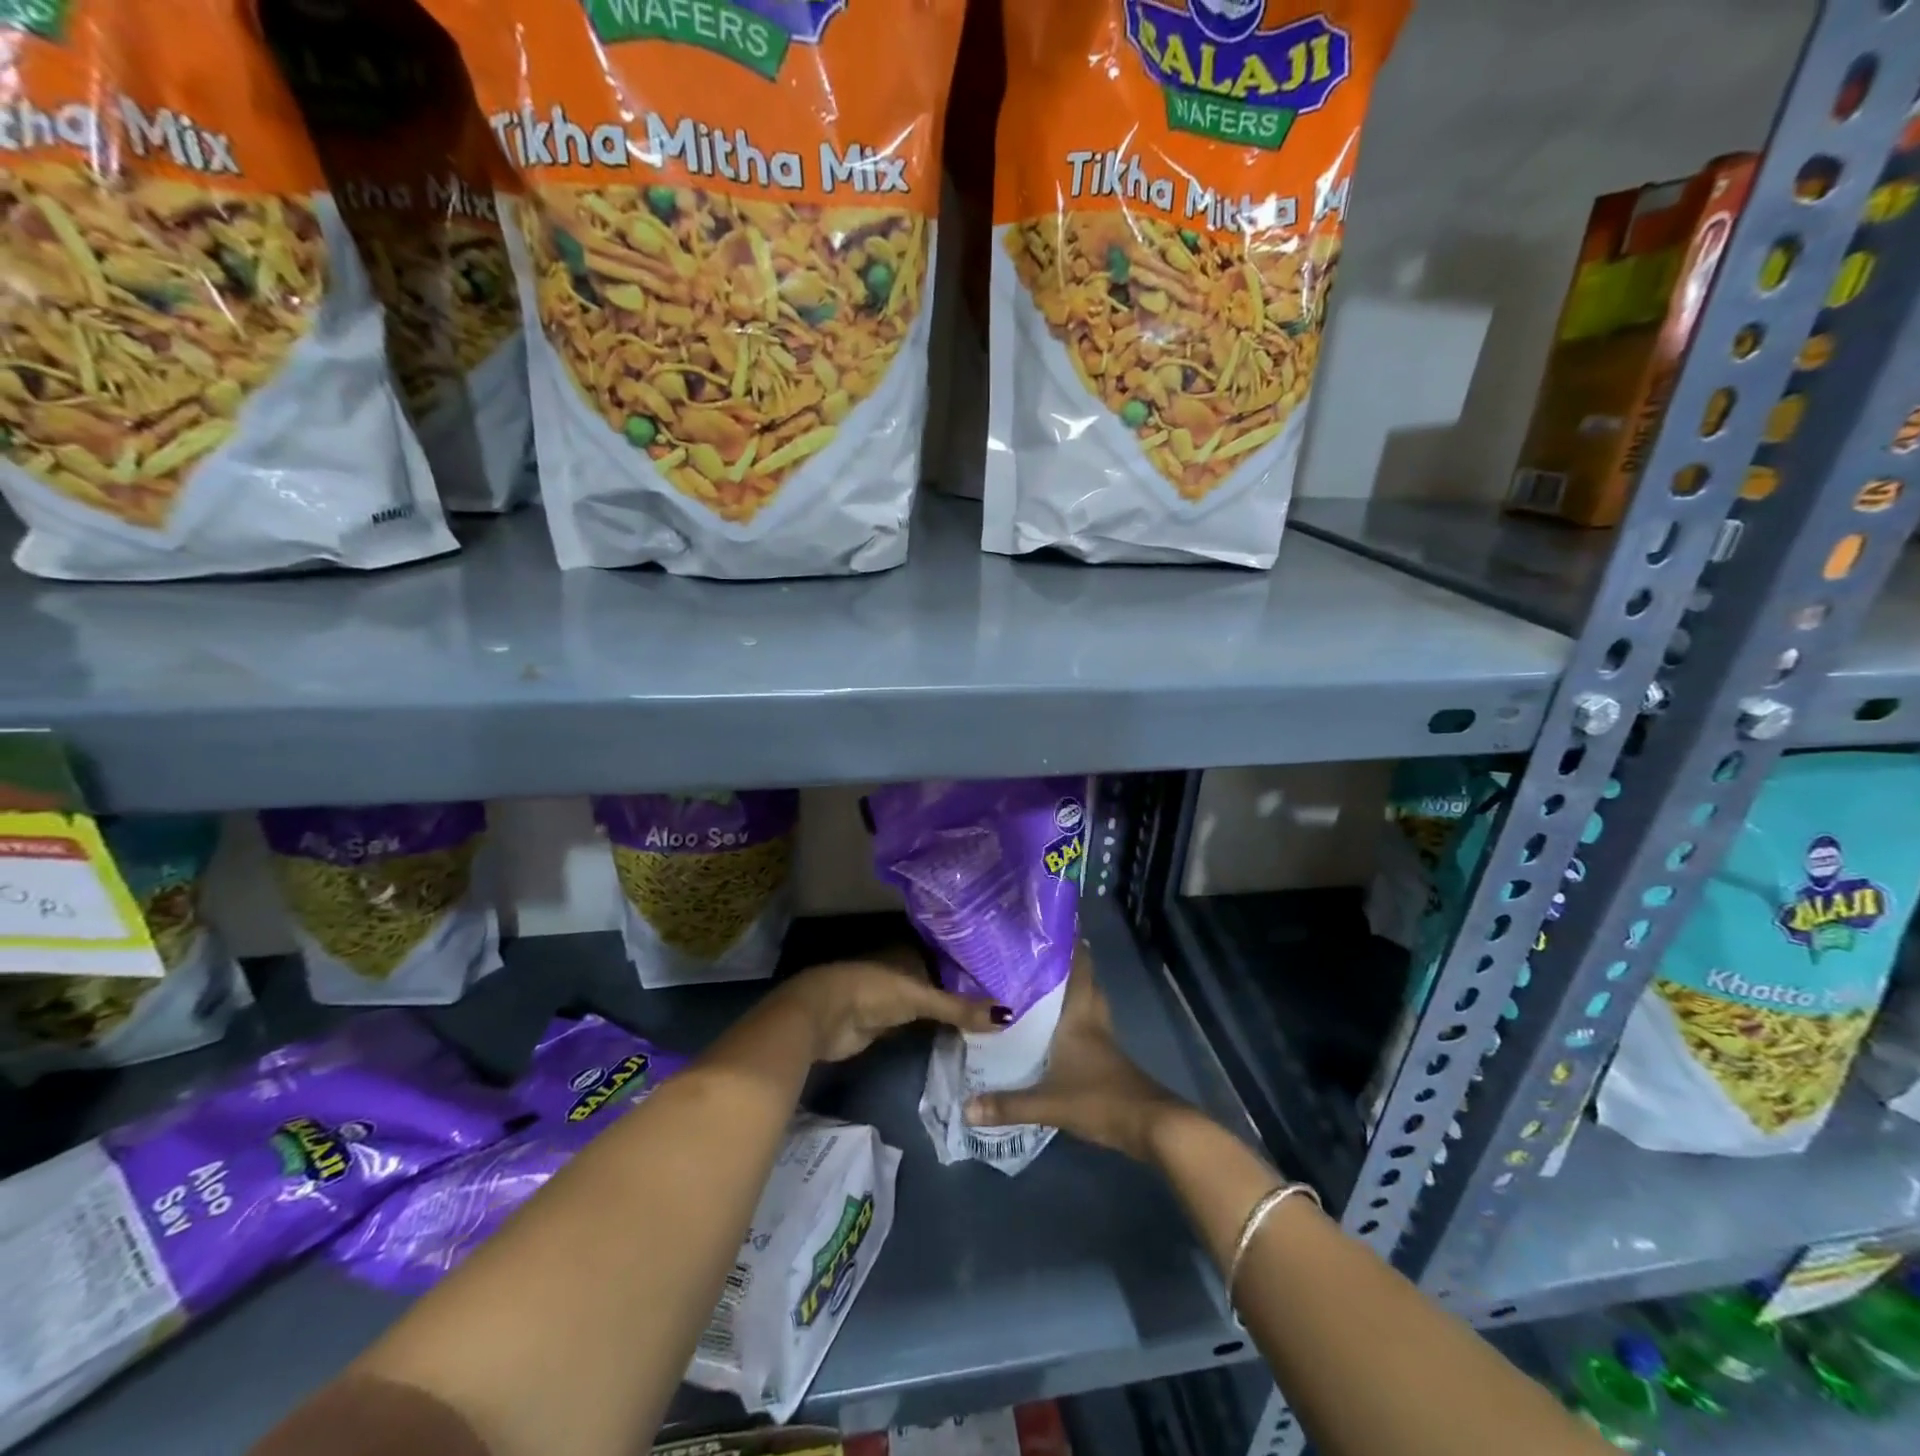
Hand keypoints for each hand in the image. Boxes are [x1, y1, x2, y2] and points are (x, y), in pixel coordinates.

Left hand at [775, 948, 1007, 1063]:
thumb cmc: (872, 991)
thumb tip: (1008, 1016)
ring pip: (932, 1004)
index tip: (1010, 976)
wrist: (824, 1017)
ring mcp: (895, 998)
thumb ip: (959, 1007)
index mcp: (912, 952)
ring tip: (994, 1023)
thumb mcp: (919, 997)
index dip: (976, 966)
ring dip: (953, 1013)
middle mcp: (906, 970)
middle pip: (943, 981)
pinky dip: (938, 1031)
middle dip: (968, 992)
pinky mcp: (888, 1024)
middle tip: (1007, 1004)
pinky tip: (963, 1038)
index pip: (952, 956)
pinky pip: (921, 1026)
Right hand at [963, 942, 1187, 1162]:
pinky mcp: (1107, 1059)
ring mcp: (1103, 1040)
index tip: (1050, 925)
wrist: (1151, 1126)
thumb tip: (965, 1108)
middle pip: (1085, 982)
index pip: (1078, 969)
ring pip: (1088, 1002)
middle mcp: (1093, 1021)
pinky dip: (1073, 1017)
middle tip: (1037, 953)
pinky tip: (1054, 1028)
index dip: (1069, 945)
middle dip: (1066, 965)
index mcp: (1080, 1017)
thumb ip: (1008, 1104)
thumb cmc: (1101, 1099)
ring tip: (1041, 984)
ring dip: (1071, 990)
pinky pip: (1088, 1025)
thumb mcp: (1050, 1103)